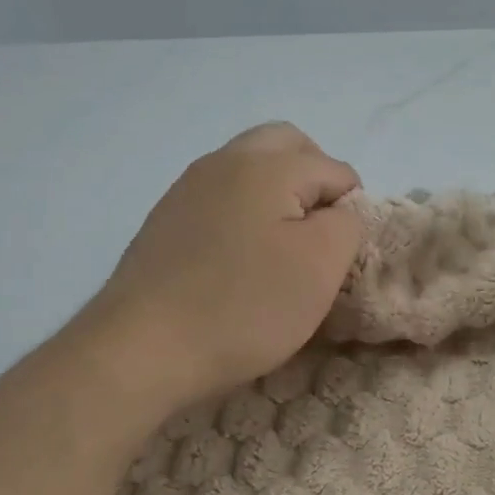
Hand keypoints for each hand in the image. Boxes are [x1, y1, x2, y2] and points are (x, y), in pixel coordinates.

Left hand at [82, 123, 363, 406]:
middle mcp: (223, 161)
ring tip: (281, 252)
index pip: (335, 169)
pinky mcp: (166, 221)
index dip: (351, 210)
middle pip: (286, 146)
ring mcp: (188, 189)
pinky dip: (243, 216)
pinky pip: (220, 199)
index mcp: (266, 164)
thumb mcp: (321, 266)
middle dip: (315, 180)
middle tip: (319, 234)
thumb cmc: (245, 306)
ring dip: (277, 197)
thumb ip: (346, 224)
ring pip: (249, 169)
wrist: (143, 349)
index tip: (339, 257)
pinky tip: (240, 263)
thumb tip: (336, 213)